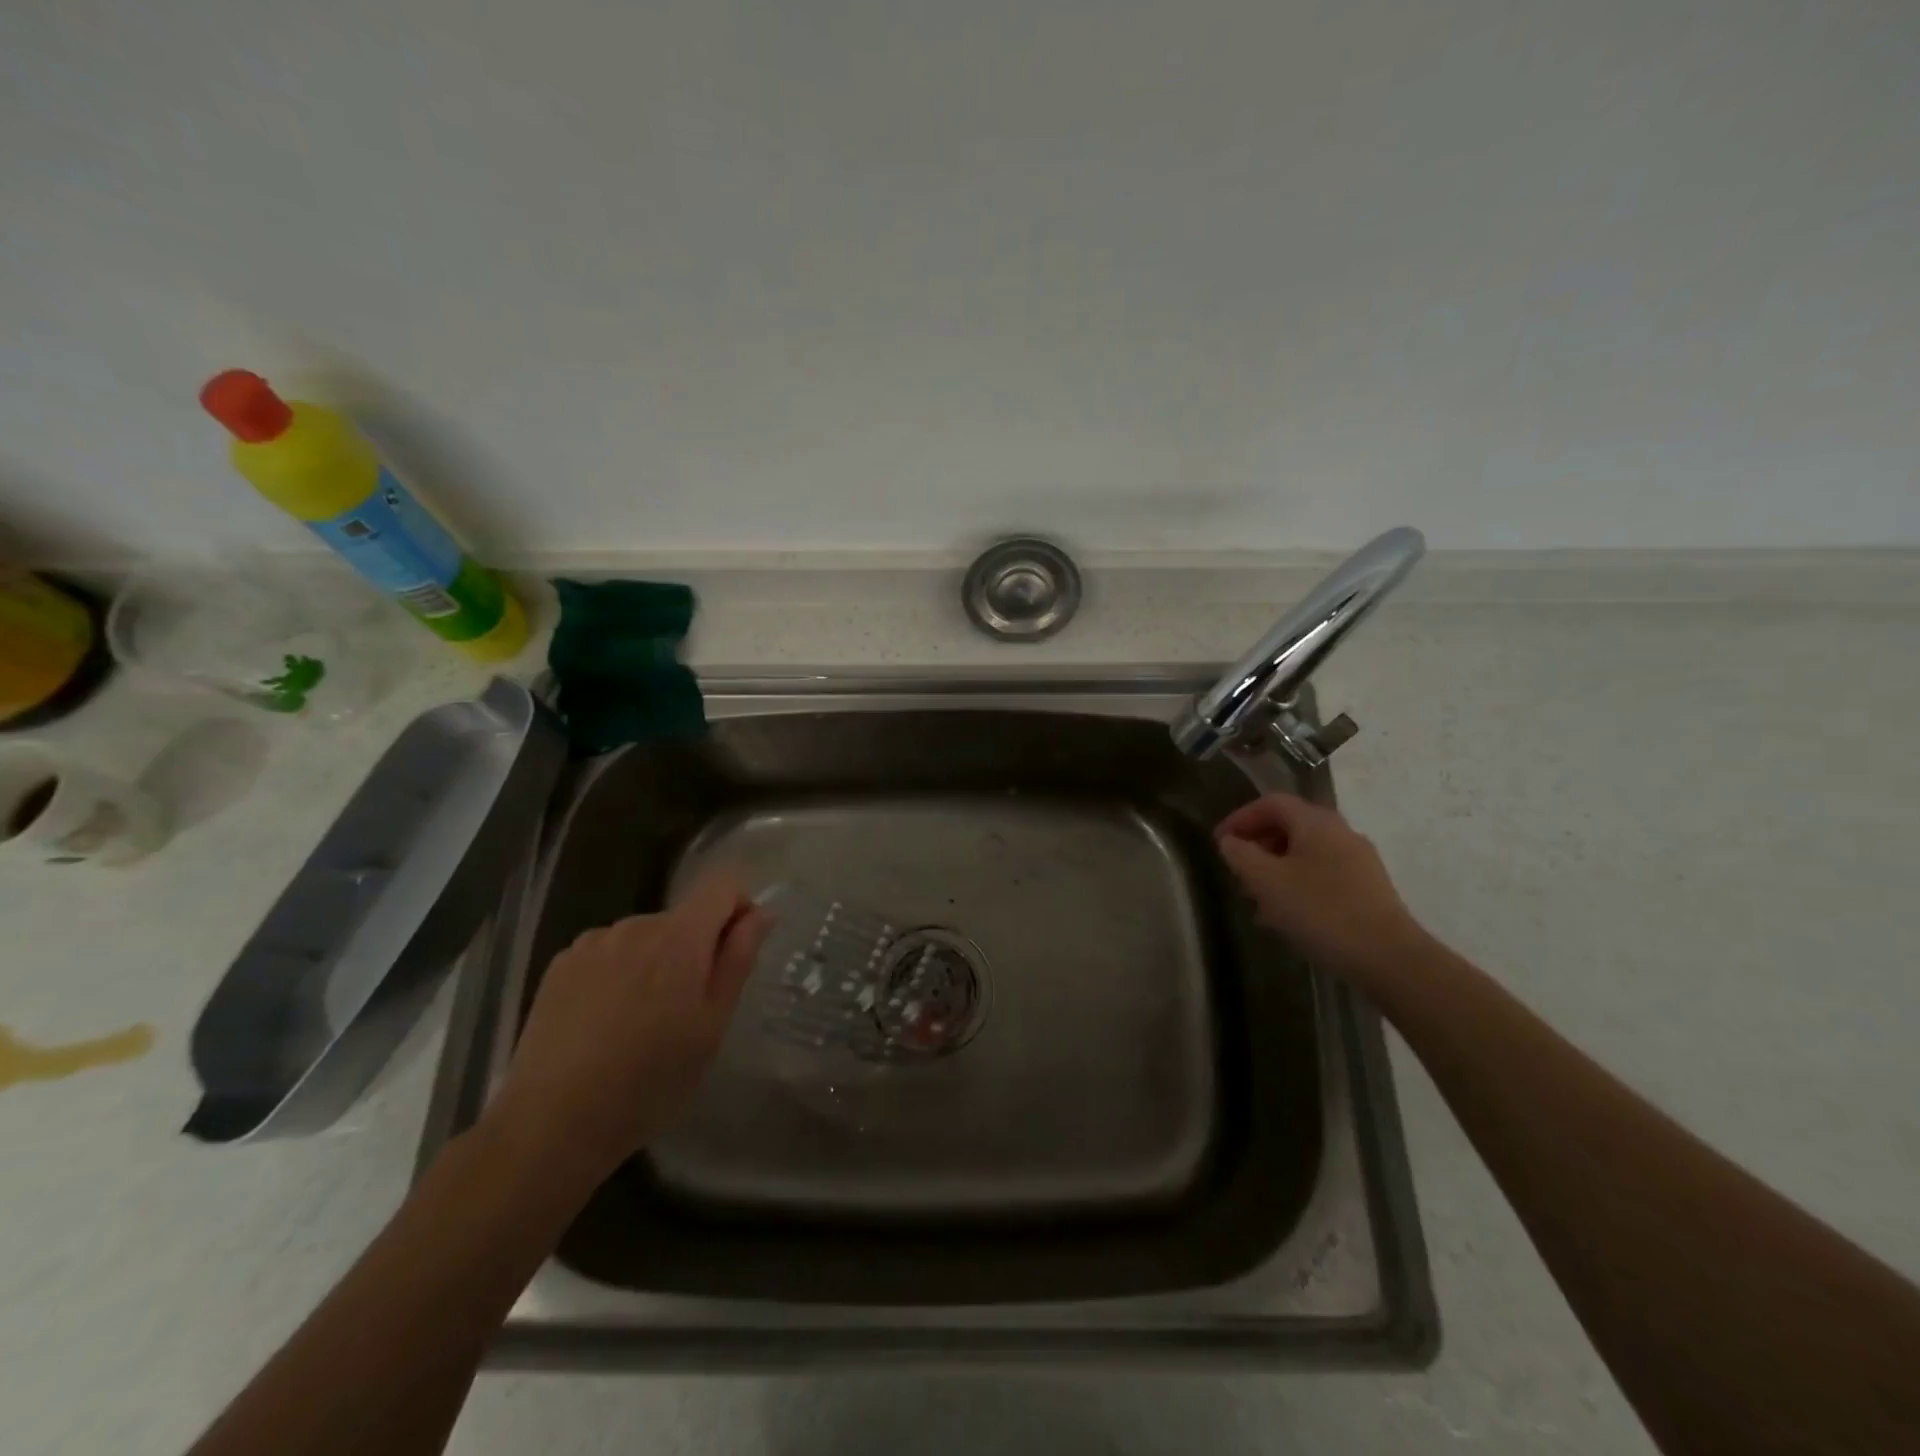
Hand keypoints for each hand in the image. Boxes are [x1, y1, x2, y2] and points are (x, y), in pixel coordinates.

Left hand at [491, 870, 772, 1180]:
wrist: (552, 1124)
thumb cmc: (650, 1080)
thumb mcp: (712, 1025)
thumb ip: (738, 959)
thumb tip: (760, 913)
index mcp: (680, 937)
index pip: (722, 886)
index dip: (739, 908)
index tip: (734, 952)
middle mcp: (636, 925)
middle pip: (683, 917)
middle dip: (693, 949)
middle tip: (685, 1011)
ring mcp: (592, 942)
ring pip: (644, 937)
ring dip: (654, 961)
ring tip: (640, 1021)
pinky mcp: (560, 964)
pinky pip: (607, 952)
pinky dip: (618, 973)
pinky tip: (604, 1021)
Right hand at [1215, 794, 1428, 985]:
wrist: (1389, 957)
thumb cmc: (1320, 911)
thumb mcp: (1266, 882)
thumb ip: (1241, 855)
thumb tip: (1230, 841)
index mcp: (1316, 822)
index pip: (1271, 803)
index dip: (1240, 818)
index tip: (1220, 842)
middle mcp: (1340, 832)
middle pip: (1290, 825)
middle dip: (1258, 845)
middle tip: (1238, 871)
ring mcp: (1359, 860)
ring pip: (1306, 852)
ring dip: (1276, 868)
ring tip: (1257, 899)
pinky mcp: (1369, 888)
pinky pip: (1323, 873)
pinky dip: (1297, 884)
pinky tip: (1288, 915)